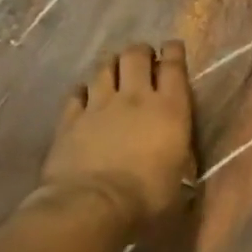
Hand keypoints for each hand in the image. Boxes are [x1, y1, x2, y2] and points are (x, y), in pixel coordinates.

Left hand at [34, 41, 195, 230]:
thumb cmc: (147, 197)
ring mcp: (99, 105)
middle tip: (144, 57)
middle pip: (135, 56)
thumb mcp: (179, 179)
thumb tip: (180, 162)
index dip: (174, 52)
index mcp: (170, 109)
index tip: (174, 46)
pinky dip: (84, 90)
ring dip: (112, 64)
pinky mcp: (70, 119)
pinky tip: (85, 94)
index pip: (174, 67)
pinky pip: (77, 93)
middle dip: (141, 51)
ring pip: (104, 68)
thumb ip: (180, 159)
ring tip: (115, 69)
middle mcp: (135, 97)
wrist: (91, 206)